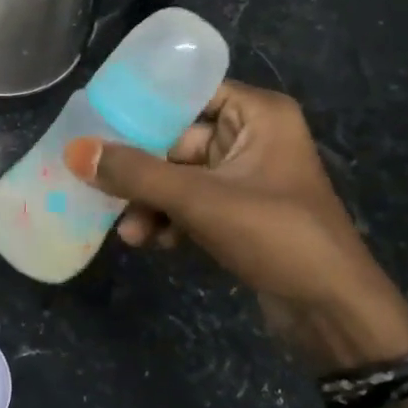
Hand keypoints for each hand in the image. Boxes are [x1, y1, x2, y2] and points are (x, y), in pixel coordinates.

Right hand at [64, 83, 407, 373]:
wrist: (333, 314)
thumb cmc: (275, 236)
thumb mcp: (199, 200)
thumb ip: (135, 173)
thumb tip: (74, 151)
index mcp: (257, 114)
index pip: (187, 93)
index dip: (142, 106)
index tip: (96, 120)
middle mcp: (252, 137)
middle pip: (176, 140)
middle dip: (141, 172)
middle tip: (100, 187)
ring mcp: (246, 177)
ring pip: (179, 177)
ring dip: (151, 203)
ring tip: (129, 233)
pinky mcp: (240, 213)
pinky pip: (191, 203)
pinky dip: (170, 220)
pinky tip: (153, 243)